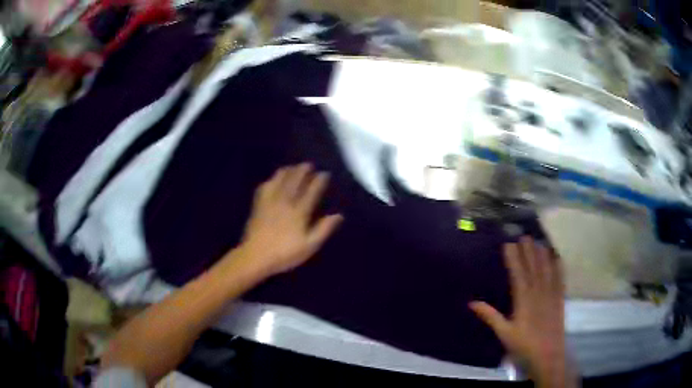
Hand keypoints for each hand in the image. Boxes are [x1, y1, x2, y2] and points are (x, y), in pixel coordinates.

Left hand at [234, 164, 342, 277]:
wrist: (256, 256)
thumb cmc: (285, 253)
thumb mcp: (309, 245)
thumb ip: (324, 229)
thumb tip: (339, 215)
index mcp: (299, 212)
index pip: (311, 191)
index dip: (319, 181)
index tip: (325, 173)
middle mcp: (285, 202)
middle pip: (295, 181)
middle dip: (303, 171)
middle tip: (309, 164)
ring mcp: (270, 202)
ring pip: (279, 181)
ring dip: (287, 171)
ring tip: (292, 167)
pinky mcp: (258, 205)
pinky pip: (265, 187)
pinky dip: (271, 180)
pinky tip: (272, 179)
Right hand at [470, 237, 570, 386]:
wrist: (547, 355)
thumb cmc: (523, 345)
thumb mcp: (504, 333)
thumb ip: (490, 316)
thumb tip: (472, 303)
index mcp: (524, 300)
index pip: (518, 274)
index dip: (513, 258)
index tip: (508, 244)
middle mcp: (539, 293)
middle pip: (533, 268)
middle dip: (528, 251)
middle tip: (523, 236)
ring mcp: (551, 294)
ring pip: (547, 270)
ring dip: (542, 254)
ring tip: (538, 241)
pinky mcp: (560, 299)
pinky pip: (560, 279)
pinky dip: (558, 266)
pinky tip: (557, 257)